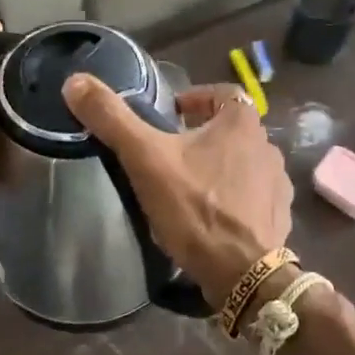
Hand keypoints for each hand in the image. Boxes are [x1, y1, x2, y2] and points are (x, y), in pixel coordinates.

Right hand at [63, 76, 293, 306]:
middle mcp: (267, 145)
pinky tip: (213, 214)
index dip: (196, 98)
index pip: (223, 93)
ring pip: (244, 161)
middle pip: (233, 128)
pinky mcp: (279, 214)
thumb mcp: (146, 160)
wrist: (243, 272)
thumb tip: (75, 81)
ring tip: (190, 184)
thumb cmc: (196, 207)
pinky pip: (255, 194)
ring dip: (221, 165)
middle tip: (172, 151)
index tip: (171, 113)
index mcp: (242, 123)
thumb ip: (112, 119)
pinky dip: (236, 196)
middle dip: (204, 134)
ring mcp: (278, 182)